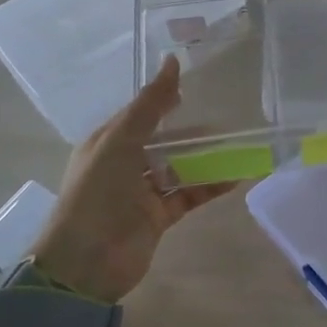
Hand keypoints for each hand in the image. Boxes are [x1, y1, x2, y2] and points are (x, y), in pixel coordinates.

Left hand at [28, 56, 235, 302]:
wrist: (84, 264)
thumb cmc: (96, 195)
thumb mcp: (120, 142)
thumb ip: (150, 105)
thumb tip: (172, 62)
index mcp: (109, 142)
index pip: (143, 114)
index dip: (168, 100)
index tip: (202, 88)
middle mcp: (125, 164)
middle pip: (167, 141)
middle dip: (195, 132)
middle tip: (230, 121)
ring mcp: (143, 192)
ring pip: (182, 167)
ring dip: (208, 159)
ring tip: (241, 147)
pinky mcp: (159, 217)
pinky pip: (190, 195)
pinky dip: (211, 186)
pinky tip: (236, 177)